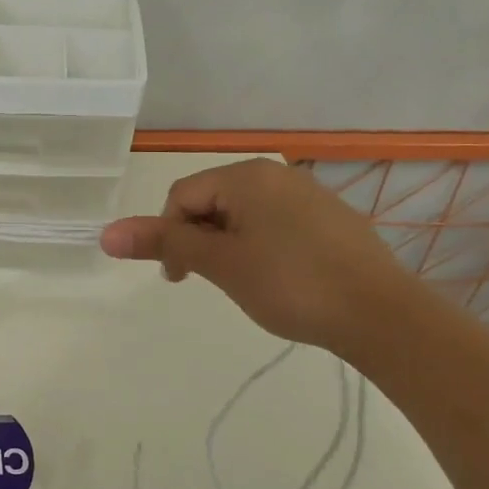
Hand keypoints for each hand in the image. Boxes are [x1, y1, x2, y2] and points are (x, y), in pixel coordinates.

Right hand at [99, 158, 415, 353]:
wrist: (382, 314)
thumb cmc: (291, 284)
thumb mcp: (220, 264)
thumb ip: (164, 243)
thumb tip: (105, 233)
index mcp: (246, 176)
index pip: (182, 196)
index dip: (169, 236)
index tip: (180, 278)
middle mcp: (276, 174)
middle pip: (212, 202)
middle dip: (200, 240)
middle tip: (212, 282)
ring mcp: (308, 194)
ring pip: (244, 215)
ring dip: (228, 245)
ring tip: (246, 284)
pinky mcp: (331, 218)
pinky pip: (276, 224)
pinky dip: (261, 247)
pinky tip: (280, 279)